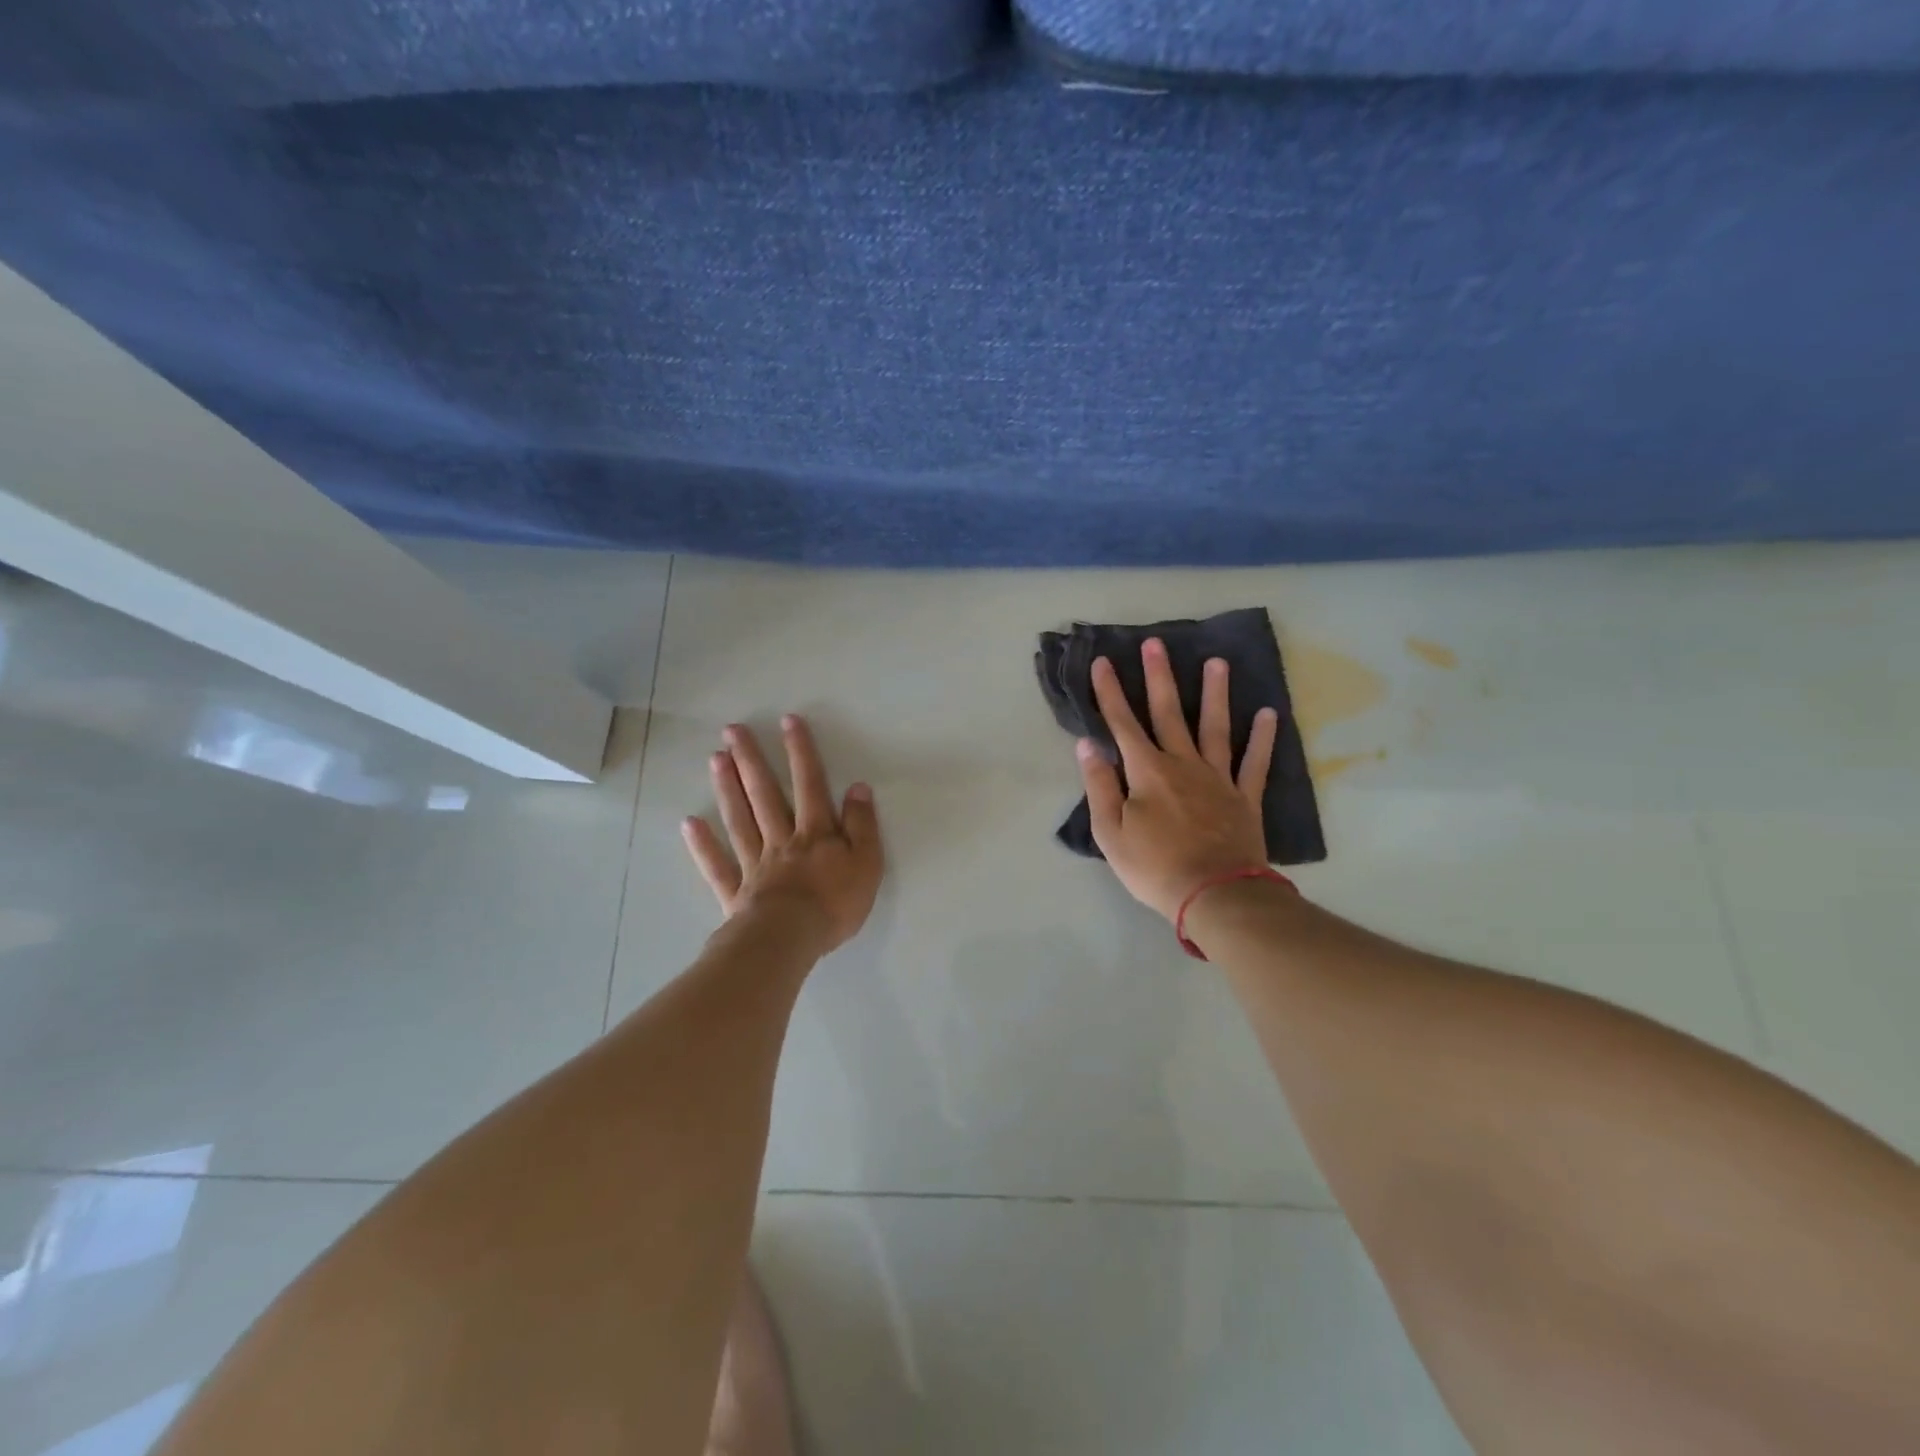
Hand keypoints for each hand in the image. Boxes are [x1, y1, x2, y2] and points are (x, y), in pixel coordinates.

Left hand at [682, 715, 883, 953]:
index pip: (810, 784)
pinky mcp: (736, 892)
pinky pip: (718, 865)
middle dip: (751, 760)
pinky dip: (703, 845)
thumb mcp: (866, 863)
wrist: (790, 939)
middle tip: (732, 730)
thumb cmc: (834, 904)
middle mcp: (782, 839)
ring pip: (740, 820)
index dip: (800, 752)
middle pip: (765, 794)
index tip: (787, 721)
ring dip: (727, 788)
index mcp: (815, 833)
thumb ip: (862, 825)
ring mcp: (755, 864)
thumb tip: (858, 788)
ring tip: (714, 758)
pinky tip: (690, 824)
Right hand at [1076, 640, 1278, 922]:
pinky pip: (1254, 762)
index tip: (1103, 663)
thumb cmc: (1154, 867)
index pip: (1122, 724)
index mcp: (1146, 772)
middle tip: (1156, 644)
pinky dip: (1262, 738)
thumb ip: (1099, 785)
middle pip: (1168, 713)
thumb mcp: (1110, 832)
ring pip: (1215, 727)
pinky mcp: (1244, 798)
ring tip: (1217, 662)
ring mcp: (1218, 778)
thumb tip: (1087, 745)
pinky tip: (1268, 714)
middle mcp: (1182, 764)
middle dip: (1159, 677)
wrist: (1215, 895)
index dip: (1110, 693)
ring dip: (1215, 694)